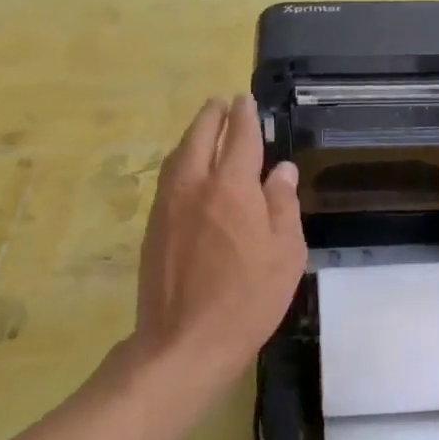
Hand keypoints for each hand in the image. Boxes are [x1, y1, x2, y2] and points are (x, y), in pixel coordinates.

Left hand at [133, 95, 305, 385]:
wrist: (186, 339)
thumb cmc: (248, 298)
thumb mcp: (285, 253)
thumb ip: (282, 205)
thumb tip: (281, 170)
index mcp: (232, 187)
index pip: (239, 137)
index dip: (245, 116)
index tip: (246, 100)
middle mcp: (194, 186)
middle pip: (200, 137)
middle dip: (212, 116)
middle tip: (221, 103)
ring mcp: (168, 206)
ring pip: (178, 156)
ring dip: (192, 136)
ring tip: (204, 129)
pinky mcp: (153, 228)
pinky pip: (168, 180)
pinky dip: (180, 163)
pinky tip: (188, 173)